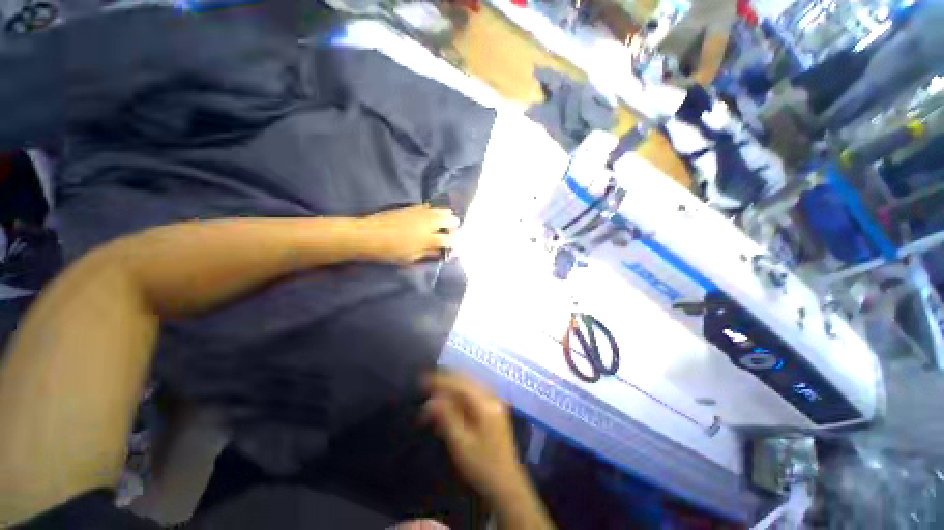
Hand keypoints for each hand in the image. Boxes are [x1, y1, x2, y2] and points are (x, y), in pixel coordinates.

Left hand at [358, 205, 459, 264]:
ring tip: (447, 218)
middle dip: (453, 225)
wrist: (369, 235)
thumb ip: (427, 254)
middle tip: (453, 229)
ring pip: (440, 210)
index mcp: (428, 239)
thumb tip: (439, 252)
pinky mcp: (412, 207)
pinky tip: (433, 212)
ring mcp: (420, 213)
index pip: (448, 239)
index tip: (452, 244)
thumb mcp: (410, 258)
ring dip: (446, 215)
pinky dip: (434, 209)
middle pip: (448, 220)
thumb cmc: (390, 252)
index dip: (453, 242)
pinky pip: (428, 206)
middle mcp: (427, 224)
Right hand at [423, 372, 526, 500]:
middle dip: (446, 383)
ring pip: (469, 387)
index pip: (460, 383)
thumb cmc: (482, 466)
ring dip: (451, 390)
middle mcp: (491, 397)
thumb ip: (446, 417)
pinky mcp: (493, 410)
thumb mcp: (460, 443)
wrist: (507, 485)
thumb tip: (431, 400)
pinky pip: (473, 396)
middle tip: (427, 388)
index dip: (441, 380)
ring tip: (434, 398)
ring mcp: (494, 403)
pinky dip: (459, 398)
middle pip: (466, 381)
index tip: (423, 381)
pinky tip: (448, 407)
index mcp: (485, 404)